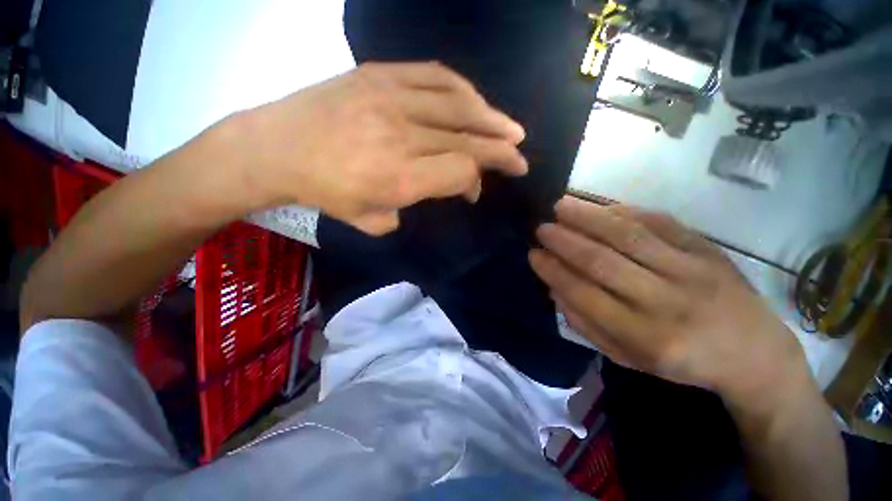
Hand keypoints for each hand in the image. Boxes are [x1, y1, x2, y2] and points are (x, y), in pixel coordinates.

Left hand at [233, 62, 527, 234]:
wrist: (277, 148)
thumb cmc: (326, 193)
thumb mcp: (373, 220)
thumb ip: (415, 207)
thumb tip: (440, 189)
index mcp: (400, 179)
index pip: (460, 172)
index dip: (476, 180)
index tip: (476, 190)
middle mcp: (403, 137)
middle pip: (468, 139)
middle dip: (501, 150)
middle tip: (520, 157)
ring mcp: (391, 99)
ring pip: (458, 104)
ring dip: (491, 118)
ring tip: (510, 128)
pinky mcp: (379, 74)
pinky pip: (435, 76)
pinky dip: (463, 89)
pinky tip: (476, 101)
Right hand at [529, 196, 809, 404]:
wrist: (755, 354)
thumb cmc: (682, 362)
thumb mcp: (629, 358)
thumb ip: (587, 325)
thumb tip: (555, 289)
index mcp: (645, 337)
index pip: (584, 295)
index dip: (554, 271)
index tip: (533, 254)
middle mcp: (666, 302)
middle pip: (602, 261)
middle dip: (564, 241)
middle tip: (541, 227)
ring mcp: (691, 271)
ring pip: (628, 236)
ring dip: (588, 217)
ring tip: (561, 206)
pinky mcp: (708, 250)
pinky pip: (660, 223)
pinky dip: (625, 212)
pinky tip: (601, 207)